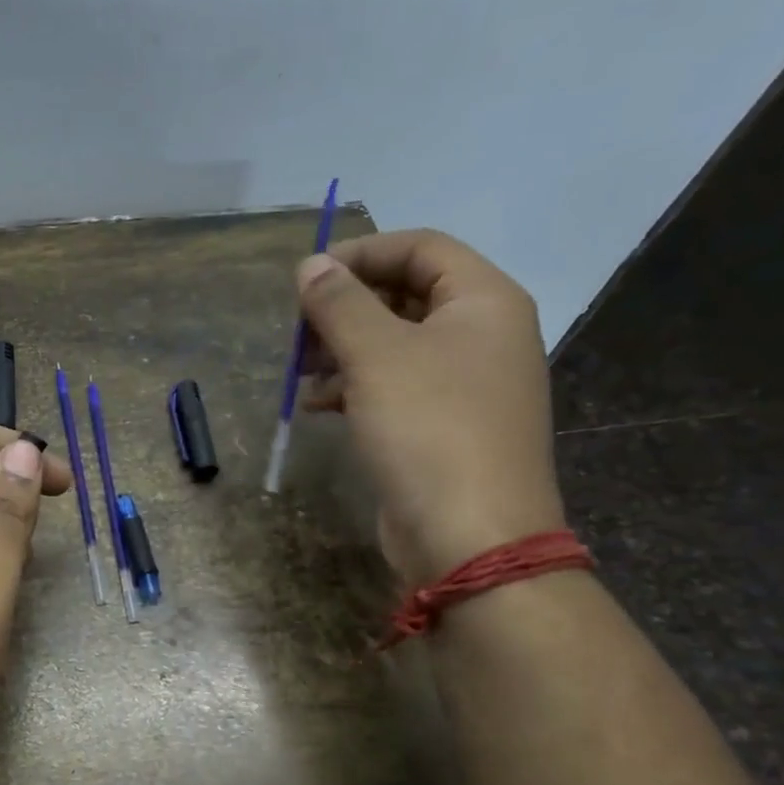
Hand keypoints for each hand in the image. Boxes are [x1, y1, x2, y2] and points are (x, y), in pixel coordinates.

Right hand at [297, 229, 565, 585]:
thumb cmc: (428, 430)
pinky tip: (318, 404)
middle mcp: (482, 334)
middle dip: (346, 307)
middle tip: (299, 329)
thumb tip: (311, 264)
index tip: (307, 278)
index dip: (361, 253)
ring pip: (395, 344)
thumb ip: (340, 303)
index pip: (421, 247)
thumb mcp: (376, 356)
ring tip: (301, 370)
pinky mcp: (443, 426)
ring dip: (344, 348)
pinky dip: (355, 386)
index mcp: (484, 301)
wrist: (470, 537)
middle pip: (406, 294)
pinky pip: (395, 387)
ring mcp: (465, 384)